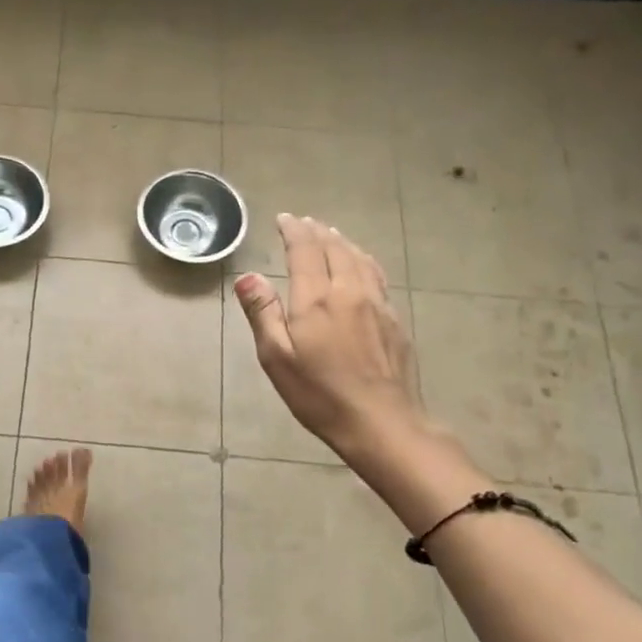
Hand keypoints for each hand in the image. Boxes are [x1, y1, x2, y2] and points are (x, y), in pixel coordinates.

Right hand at [234, 216, 423, 463]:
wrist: (382, 422)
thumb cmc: (319, 394)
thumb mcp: (277, 358)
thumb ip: (262, 313)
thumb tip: (247, 276)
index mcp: (316, 299)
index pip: (305, 250)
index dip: (293, 230)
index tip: (284, 218)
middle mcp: (349, 291)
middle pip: (334, 249)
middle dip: (317, 232)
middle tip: (304, 222)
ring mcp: (377, 304)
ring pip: (359, 259)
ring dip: (341, 242)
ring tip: (330, 234)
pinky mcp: (394, 320)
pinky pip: (376, 275)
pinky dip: (363, 259)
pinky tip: (361, 264)